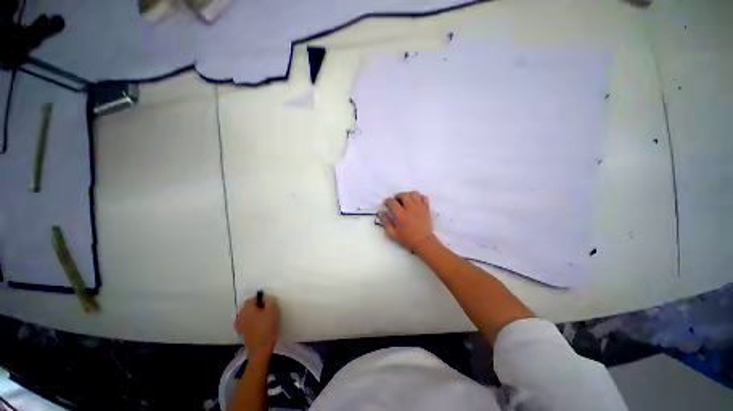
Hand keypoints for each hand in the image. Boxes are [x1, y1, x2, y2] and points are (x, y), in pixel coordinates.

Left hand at [234, 295, 279, 358]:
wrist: (260, 349)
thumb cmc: (266, 328)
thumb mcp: (272, 311)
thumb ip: (270, 301)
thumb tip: (268, 298)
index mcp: (247, 309)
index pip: (251, 299)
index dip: (260, 299)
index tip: (268, 303)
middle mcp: (241, 316)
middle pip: (248, 307)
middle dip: (256, 307)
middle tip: (266, 310)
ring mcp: (239, 325)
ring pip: (246, 315)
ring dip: (253, 314)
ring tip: (262, 318)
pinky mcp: (241, 333)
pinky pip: (245, 323)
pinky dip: (250, 322)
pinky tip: (256, 326)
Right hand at [379, 191, 435, 251]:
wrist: (423, 242)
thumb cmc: (407, 238)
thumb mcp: (393, 234)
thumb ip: (386, 222)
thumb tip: (381, 212)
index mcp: (401, 215)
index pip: (392, 202)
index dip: (387, 201)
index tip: (387, 204)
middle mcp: (410, 208)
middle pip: (403, 195)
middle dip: (398, 196)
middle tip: (396, 201)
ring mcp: (419, 207)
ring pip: (414, 193)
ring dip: (408, 195)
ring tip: (406, 200)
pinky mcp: (426, 208)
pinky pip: (424, 197)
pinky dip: (419, 197)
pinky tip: (416, 202)